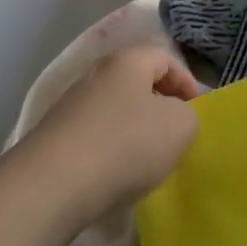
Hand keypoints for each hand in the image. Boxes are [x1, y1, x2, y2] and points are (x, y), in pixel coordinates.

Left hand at [27, 44, 201, 234]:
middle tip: (175, 138)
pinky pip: (94, 139)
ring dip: (134, 133)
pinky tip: (115, 179)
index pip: (166, 59)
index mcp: (127, 60)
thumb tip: (176, 117)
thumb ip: (189, 116)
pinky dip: (110, 154)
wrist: (49, 187)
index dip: (187, 83)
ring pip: (115, 113)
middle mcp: (95, 74)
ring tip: (147, 164)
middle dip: (160, 108)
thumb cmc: (124, 144)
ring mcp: (70, 107)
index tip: (197, 114)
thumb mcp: (179, 127)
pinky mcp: (54, 139)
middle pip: (138, 84)